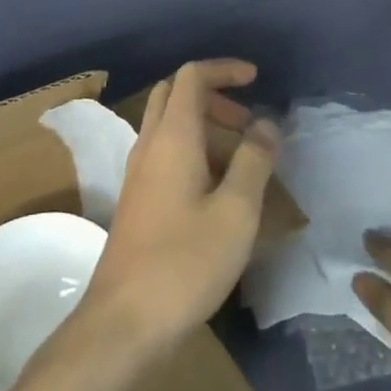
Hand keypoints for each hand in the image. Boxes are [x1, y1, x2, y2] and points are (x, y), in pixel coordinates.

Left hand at [84, 59, 279, 352]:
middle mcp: (150, 144)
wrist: (124, 320)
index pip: (192, 77)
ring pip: (170, 125)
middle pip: (176, 95)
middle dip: (214, 97)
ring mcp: (138, 172)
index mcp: (173, 137)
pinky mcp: (137, 198)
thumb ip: (254, 161)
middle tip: (249, 124)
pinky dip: (193, 151)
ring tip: (243, 162)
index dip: (224, 69)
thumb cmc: (185, 262)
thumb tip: (266, 123)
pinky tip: (217, 191)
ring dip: (205, 127)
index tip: (256, 79)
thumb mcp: (236, 212)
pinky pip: (165, 153)